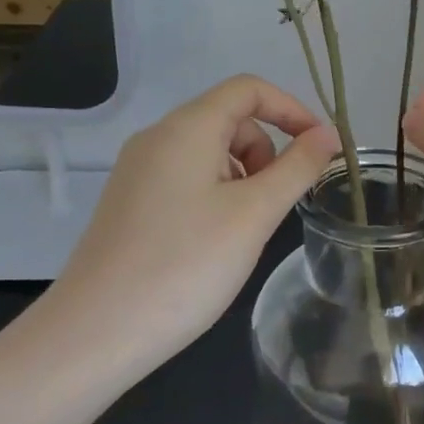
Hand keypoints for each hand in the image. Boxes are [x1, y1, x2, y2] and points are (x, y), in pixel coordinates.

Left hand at [26, 76, 339, 383]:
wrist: (94, 335)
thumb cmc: (185, 265)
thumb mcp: (255, 213)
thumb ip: (298, 167)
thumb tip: (330, 134)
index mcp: (187, 128)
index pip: (249, 89)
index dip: (292, 109)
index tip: (320, 149)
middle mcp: (158, 138)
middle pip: (230, 119)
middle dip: (268, 150)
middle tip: (280, 202)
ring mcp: (139, 171)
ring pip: (210, 152)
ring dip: (245, 175)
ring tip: (247, 228)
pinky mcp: (131, 202)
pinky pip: (188, 177)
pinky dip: (218, 193)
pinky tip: (216, 241)